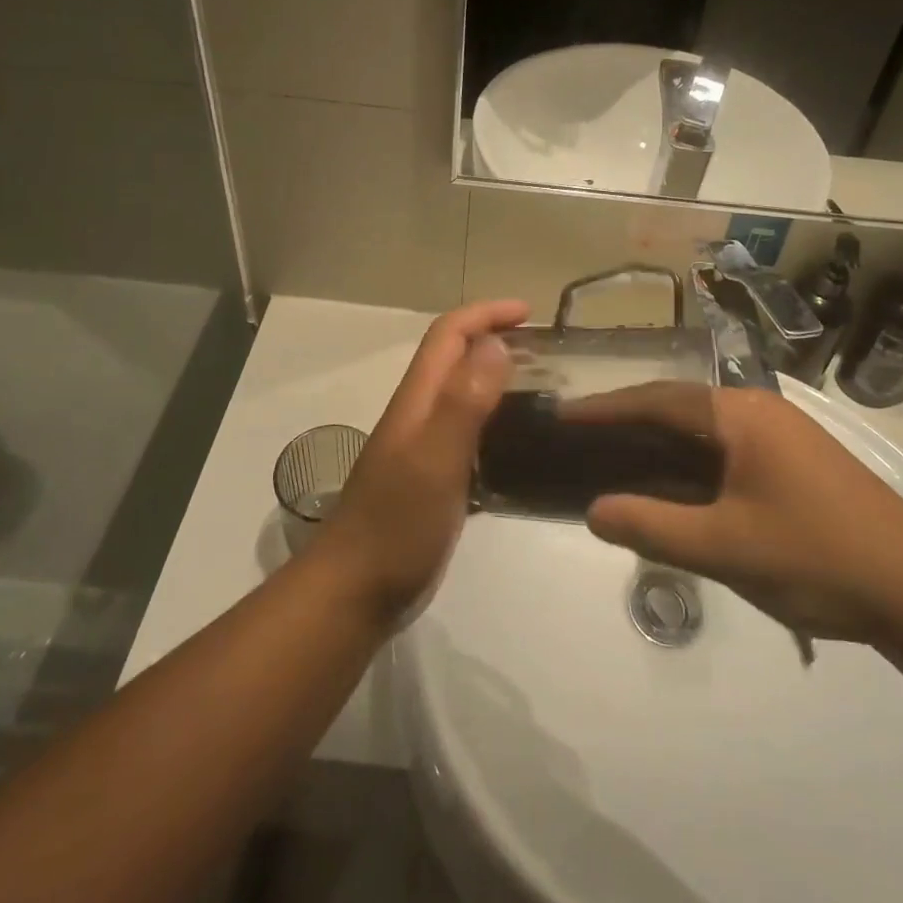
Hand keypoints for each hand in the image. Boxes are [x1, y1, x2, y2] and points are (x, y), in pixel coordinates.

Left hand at [308, 299, 527, 617]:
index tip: (530, 314)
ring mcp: (426, 447)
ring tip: (543, 389)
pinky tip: (525, 443)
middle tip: (546, 351)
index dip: (485, 314)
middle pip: (456, 358)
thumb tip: (496, 345)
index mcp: (418, 399)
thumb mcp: (434, 458)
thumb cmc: (396, 522)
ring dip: (498, 378)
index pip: (449, 334)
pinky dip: (497, 421)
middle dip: (495, 339)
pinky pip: (470, 433)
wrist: (357, 589)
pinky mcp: (435, 478)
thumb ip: (463, 401)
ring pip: (464, 394)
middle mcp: (420, 413)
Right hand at [570, 383, 902, 641]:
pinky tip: (676, 487)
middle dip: (628, 421)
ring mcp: (783, 434)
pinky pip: (727, 448)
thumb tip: (592, 510)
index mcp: (740, 414)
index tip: (562, 416)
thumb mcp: (725, 547)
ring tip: (618, 460)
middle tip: (582, 439)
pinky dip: (690, 461)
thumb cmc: (818, 557)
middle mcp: (760, 410)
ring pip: (703, 429)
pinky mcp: (797, 462)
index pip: (656, 400)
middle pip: (678, 406)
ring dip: (660, 443)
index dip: (605, 408)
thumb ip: (652, 527)